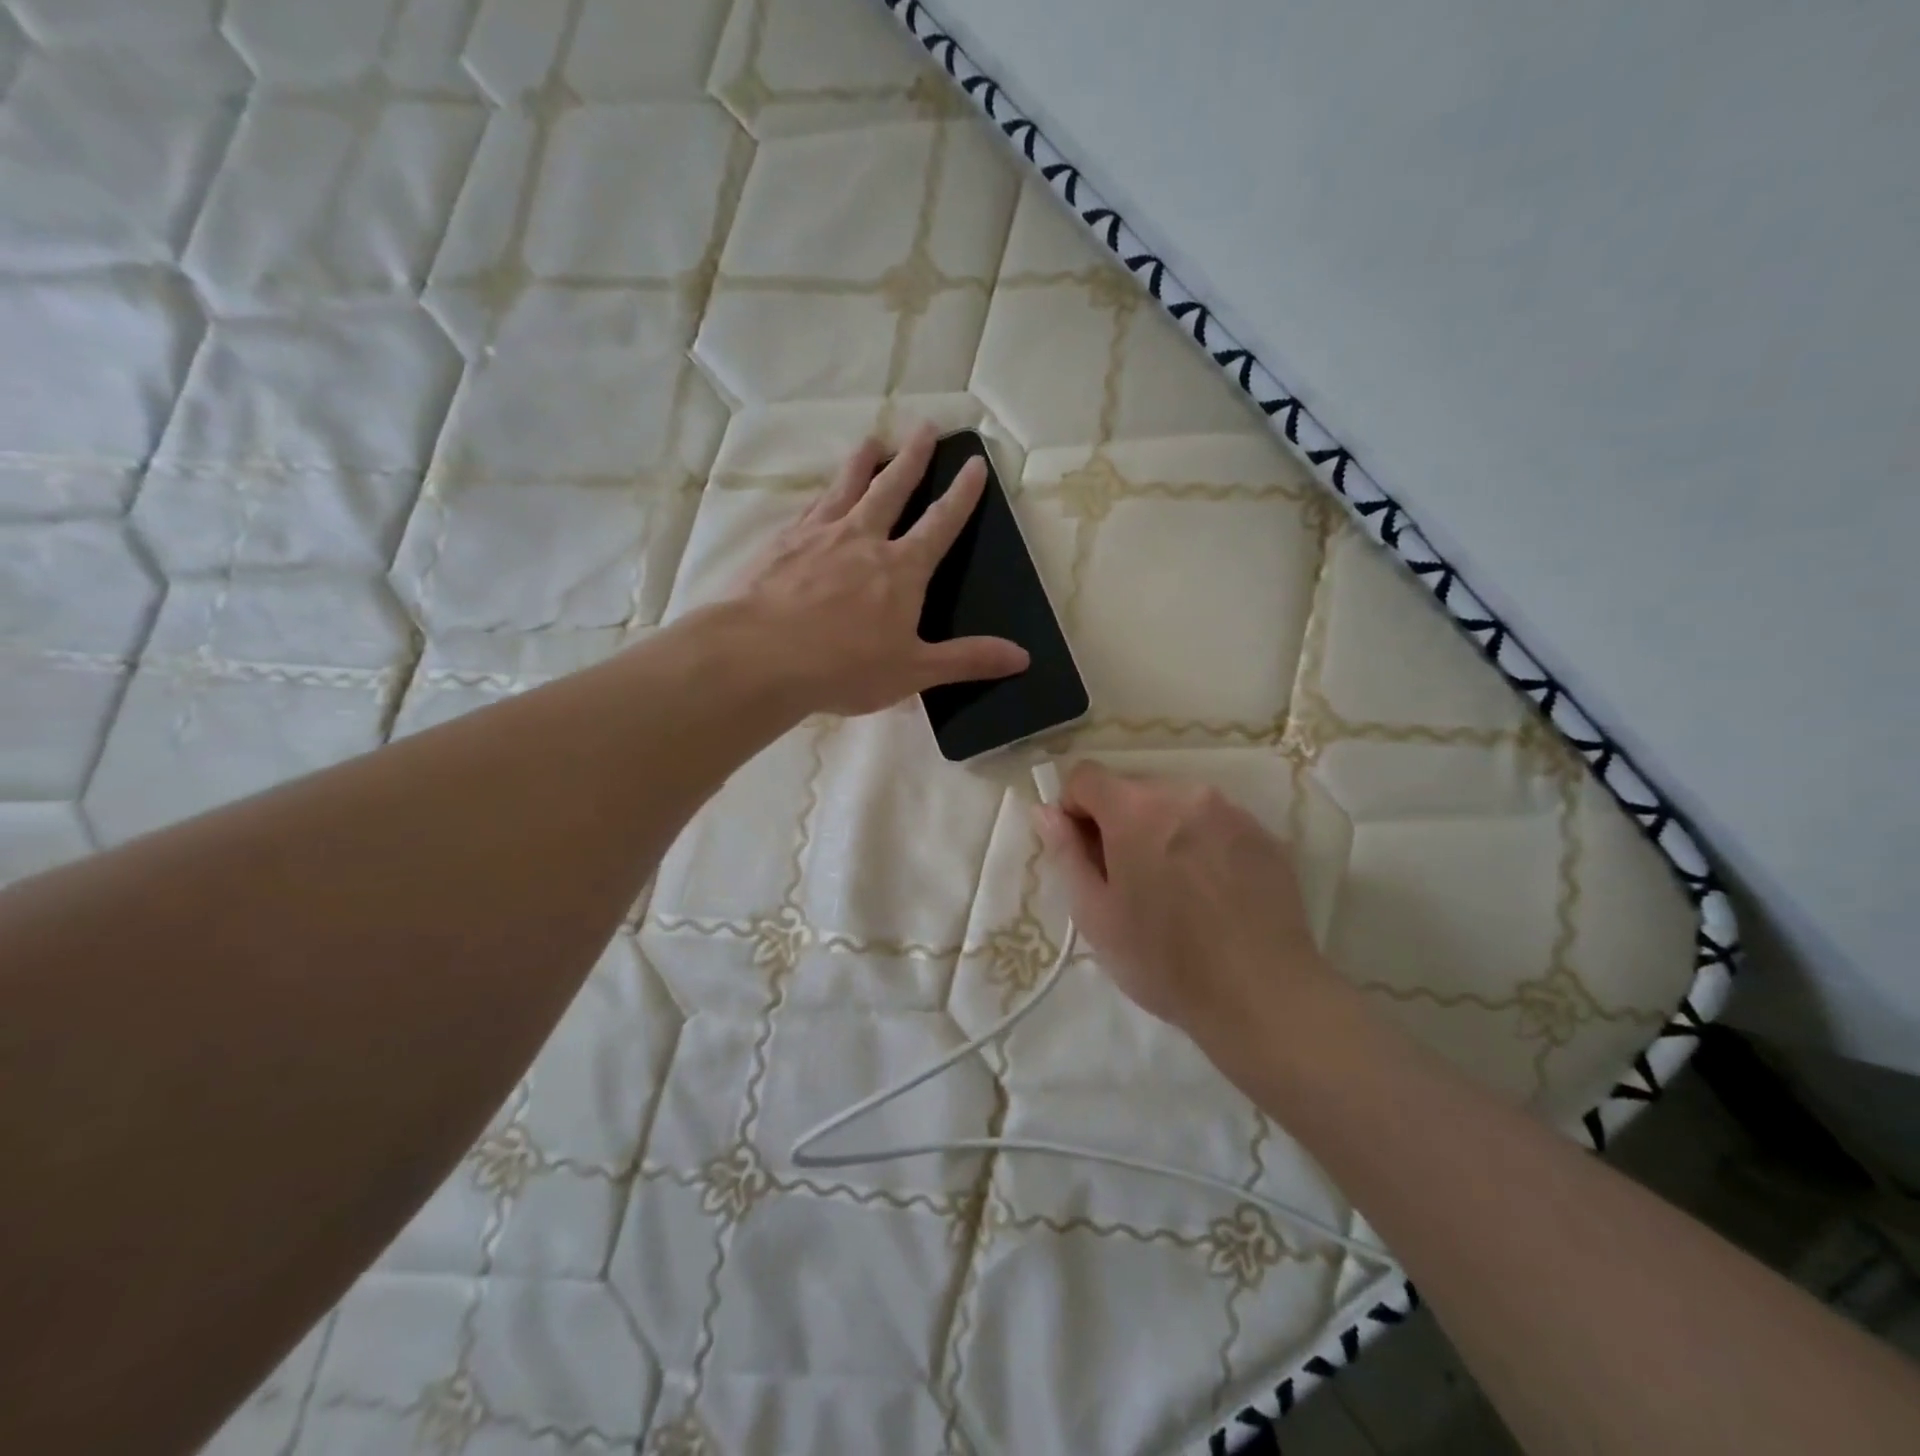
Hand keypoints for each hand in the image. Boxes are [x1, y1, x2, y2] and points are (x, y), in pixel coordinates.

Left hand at [730, 424, 1029, 716]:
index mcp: (902, 569)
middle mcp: (863, 538)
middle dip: (913, 457)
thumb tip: (1023, 657)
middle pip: (893, 487)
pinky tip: (820, 491)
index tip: (974, 463)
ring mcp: (819, 535)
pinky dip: (822, 492)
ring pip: (848, 486)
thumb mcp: (914, 670)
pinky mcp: (782, 542)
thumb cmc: (844, 667)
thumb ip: (968, 660)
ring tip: (873, 440)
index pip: (941, 523)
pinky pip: (810, 506)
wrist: (760, 656)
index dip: (962, 494)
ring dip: (864, 461)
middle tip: (926, 427)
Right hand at [1033, 763, 1339, 1045]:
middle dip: (1118, 823)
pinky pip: (1214, 823)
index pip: (1086, 776)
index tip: (1083, 853)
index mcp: (1136, 810)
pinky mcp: (1264, 835)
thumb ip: (1065, 853)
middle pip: (1132, 789)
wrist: (1264, 996)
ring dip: (1160, 831)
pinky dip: (1199, 844)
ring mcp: (1231, 812)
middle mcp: (1184, 794)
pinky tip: (1209, 893)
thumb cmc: (1164, 960)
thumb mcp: (1095, 914)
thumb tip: (1045, 812)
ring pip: (1175, 805)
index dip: (1072, 808)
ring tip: (1171, 890)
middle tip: (1125, 880)